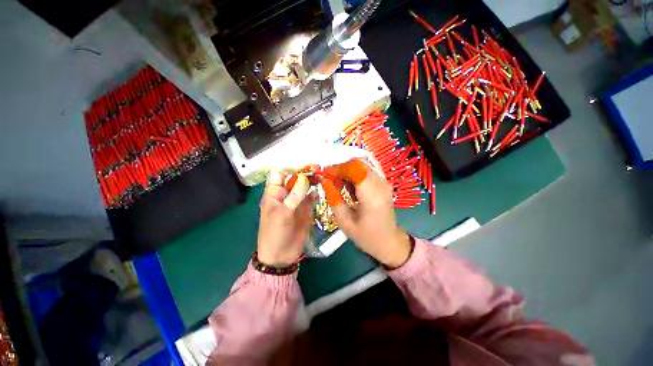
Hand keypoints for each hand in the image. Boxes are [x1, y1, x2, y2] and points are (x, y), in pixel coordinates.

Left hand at [257, 171, 315, 266]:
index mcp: (274, 193)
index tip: (303, 166)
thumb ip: (294, 195)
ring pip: (304, 186)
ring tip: (321, 177)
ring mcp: (296, 202)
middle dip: (304, 172)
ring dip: (312, 181)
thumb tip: (304, 177)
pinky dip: (315, 194)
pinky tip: (318, 193)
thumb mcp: (282, 213)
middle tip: (317, 168)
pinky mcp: (305, 209)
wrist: (281, 255)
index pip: (279, 174)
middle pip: (294, 178)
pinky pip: (311, 198)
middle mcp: (285, 194)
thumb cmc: (275, 233)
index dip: (290, 168)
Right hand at [324, 161, 411, 267]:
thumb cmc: (366, 236)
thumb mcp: (345, 222)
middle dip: (340, 168)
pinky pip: (365, 171)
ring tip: (337, 184)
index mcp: (372, 197)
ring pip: (361, 166)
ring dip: (346, 171)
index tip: (324, 173)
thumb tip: (323, 179)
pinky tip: (348, 187)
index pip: (355, 169)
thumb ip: (333, 198)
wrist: (389, 242)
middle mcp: (381, 185)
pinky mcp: (383, 183)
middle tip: (329, 178)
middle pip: (358, 164)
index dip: (337, 168)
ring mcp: (384, 182)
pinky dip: (353, 175)